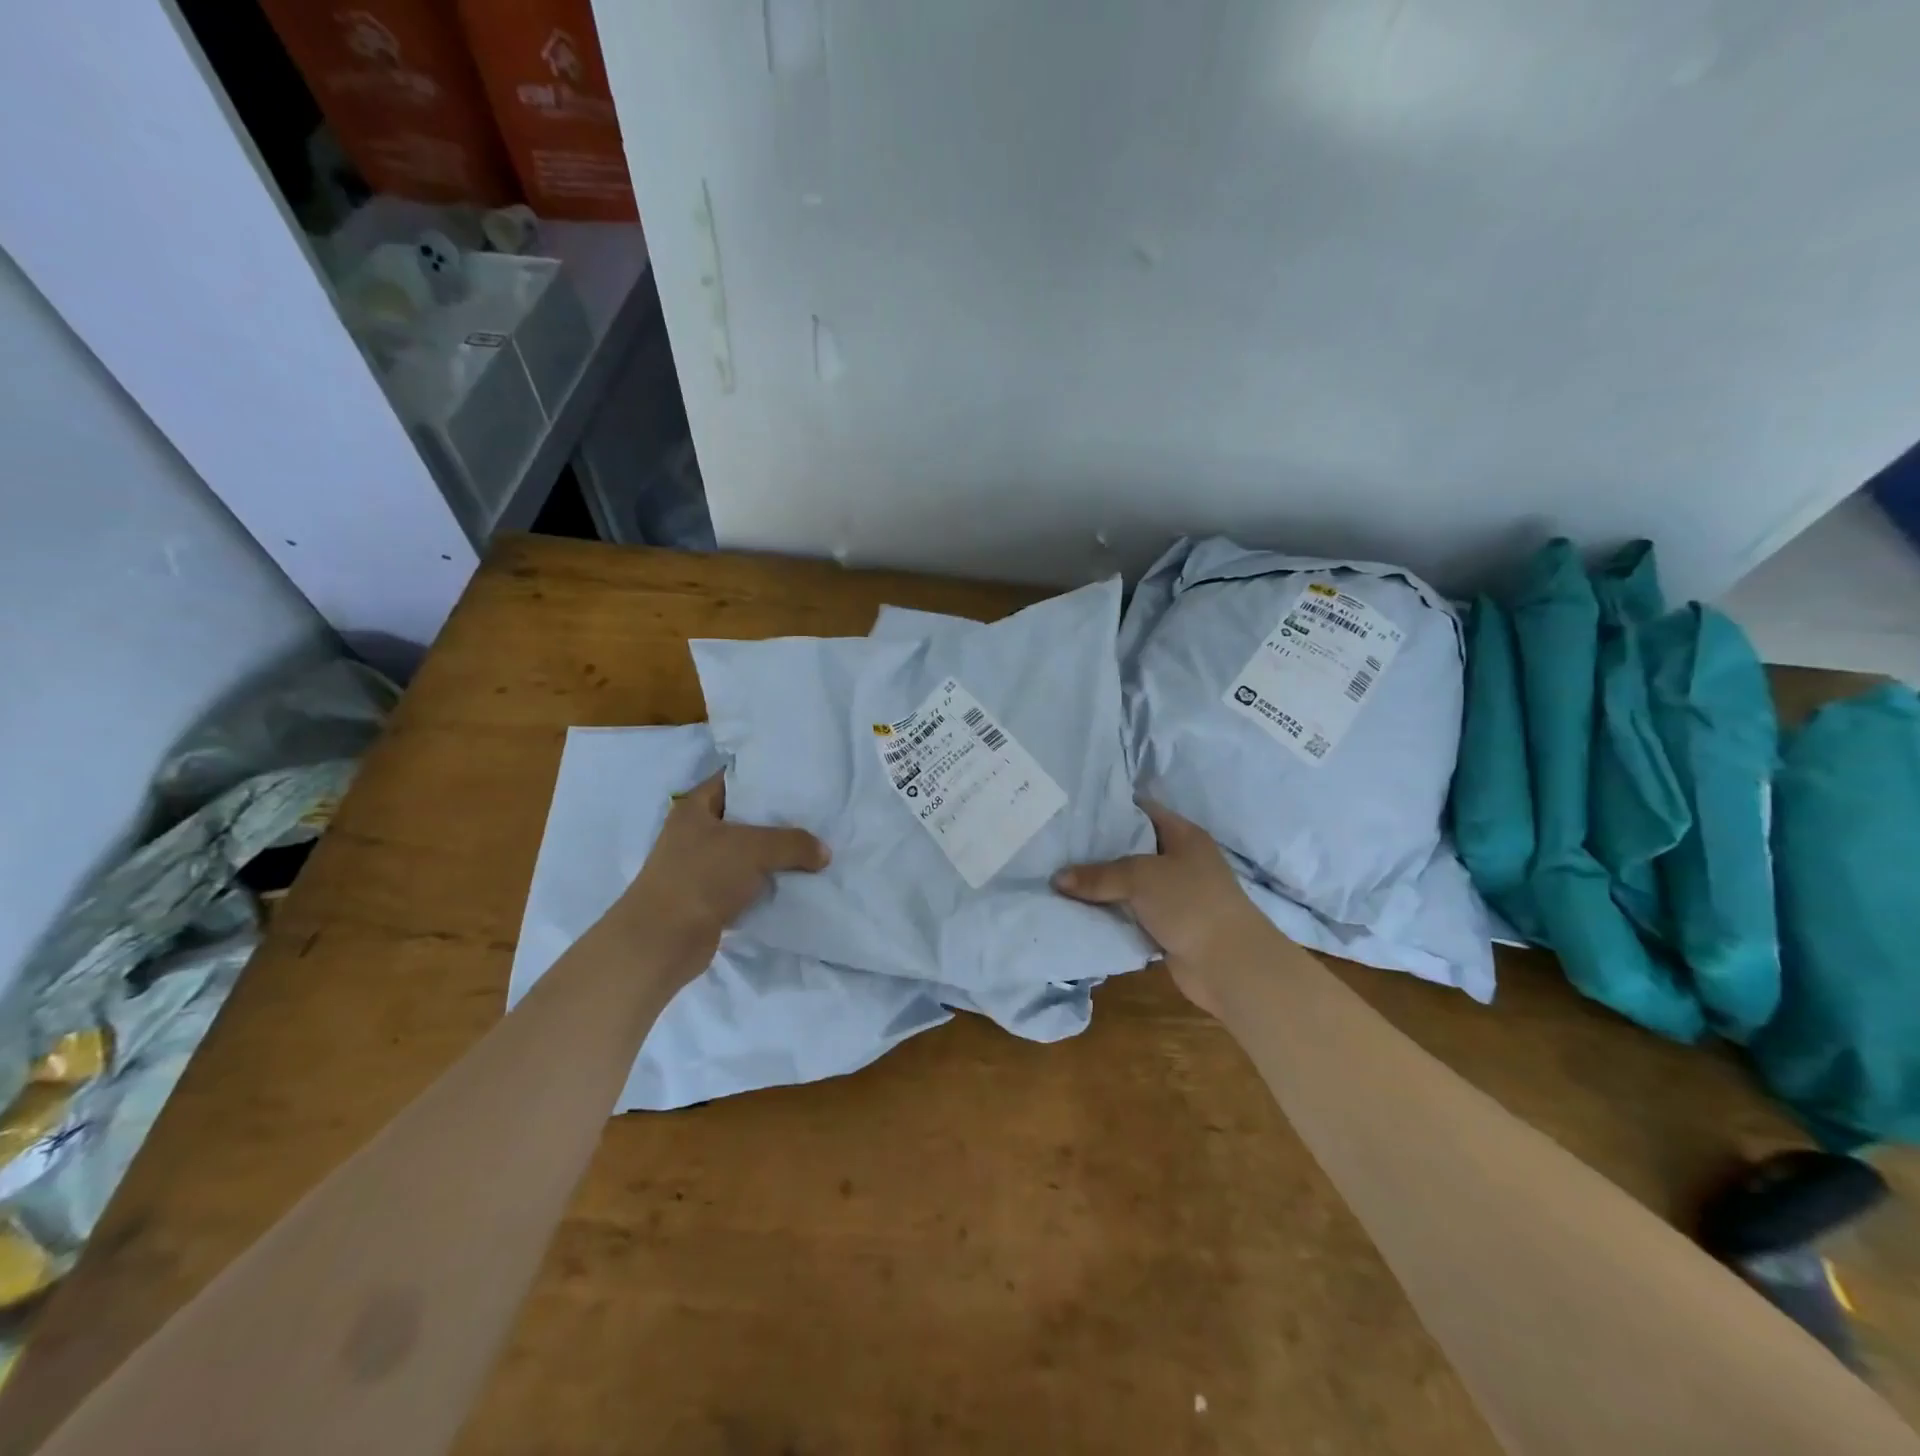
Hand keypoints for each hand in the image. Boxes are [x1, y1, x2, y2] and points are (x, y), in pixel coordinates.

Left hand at [609, 772, 828, 978]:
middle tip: (814, 815)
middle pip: (743, 817)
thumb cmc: (702, 877)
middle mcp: (694, 833)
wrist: (663, 941)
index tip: (798, 778)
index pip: (733, 779)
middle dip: (777, 818)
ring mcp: (699, 867)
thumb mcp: (755, 849)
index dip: (764, 776)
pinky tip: (795, 881)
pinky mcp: (708, 898)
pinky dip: (766, 883)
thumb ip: (794, 843)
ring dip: (774, 855)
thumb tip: (824, 853)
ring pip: (746, 852)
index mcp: (694, 808)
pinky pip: (745, 883)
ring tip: (812, 847)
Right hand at [1053, 801, 1276, 1015]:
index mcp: (1183, 836)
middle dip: (1098, 849)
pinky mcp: (1168, 926)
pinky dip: (1111, 913)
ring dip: (1102, 886)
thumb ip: (1098, 875)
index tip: (1074, 811)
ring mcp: (1175, 895)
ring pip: (1130, 884)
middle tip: (1058, 845)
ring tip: (1059, 876)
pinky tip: (1078, 909)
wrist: (1230, 964)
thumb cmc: (1191, 903)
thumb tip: (1056, 879)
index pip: (1142, 810)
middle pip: (1132, 848)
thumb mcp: (1140, 877)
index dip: (1110, 808)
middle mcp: (1180, 860)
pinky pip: (1132, 913)